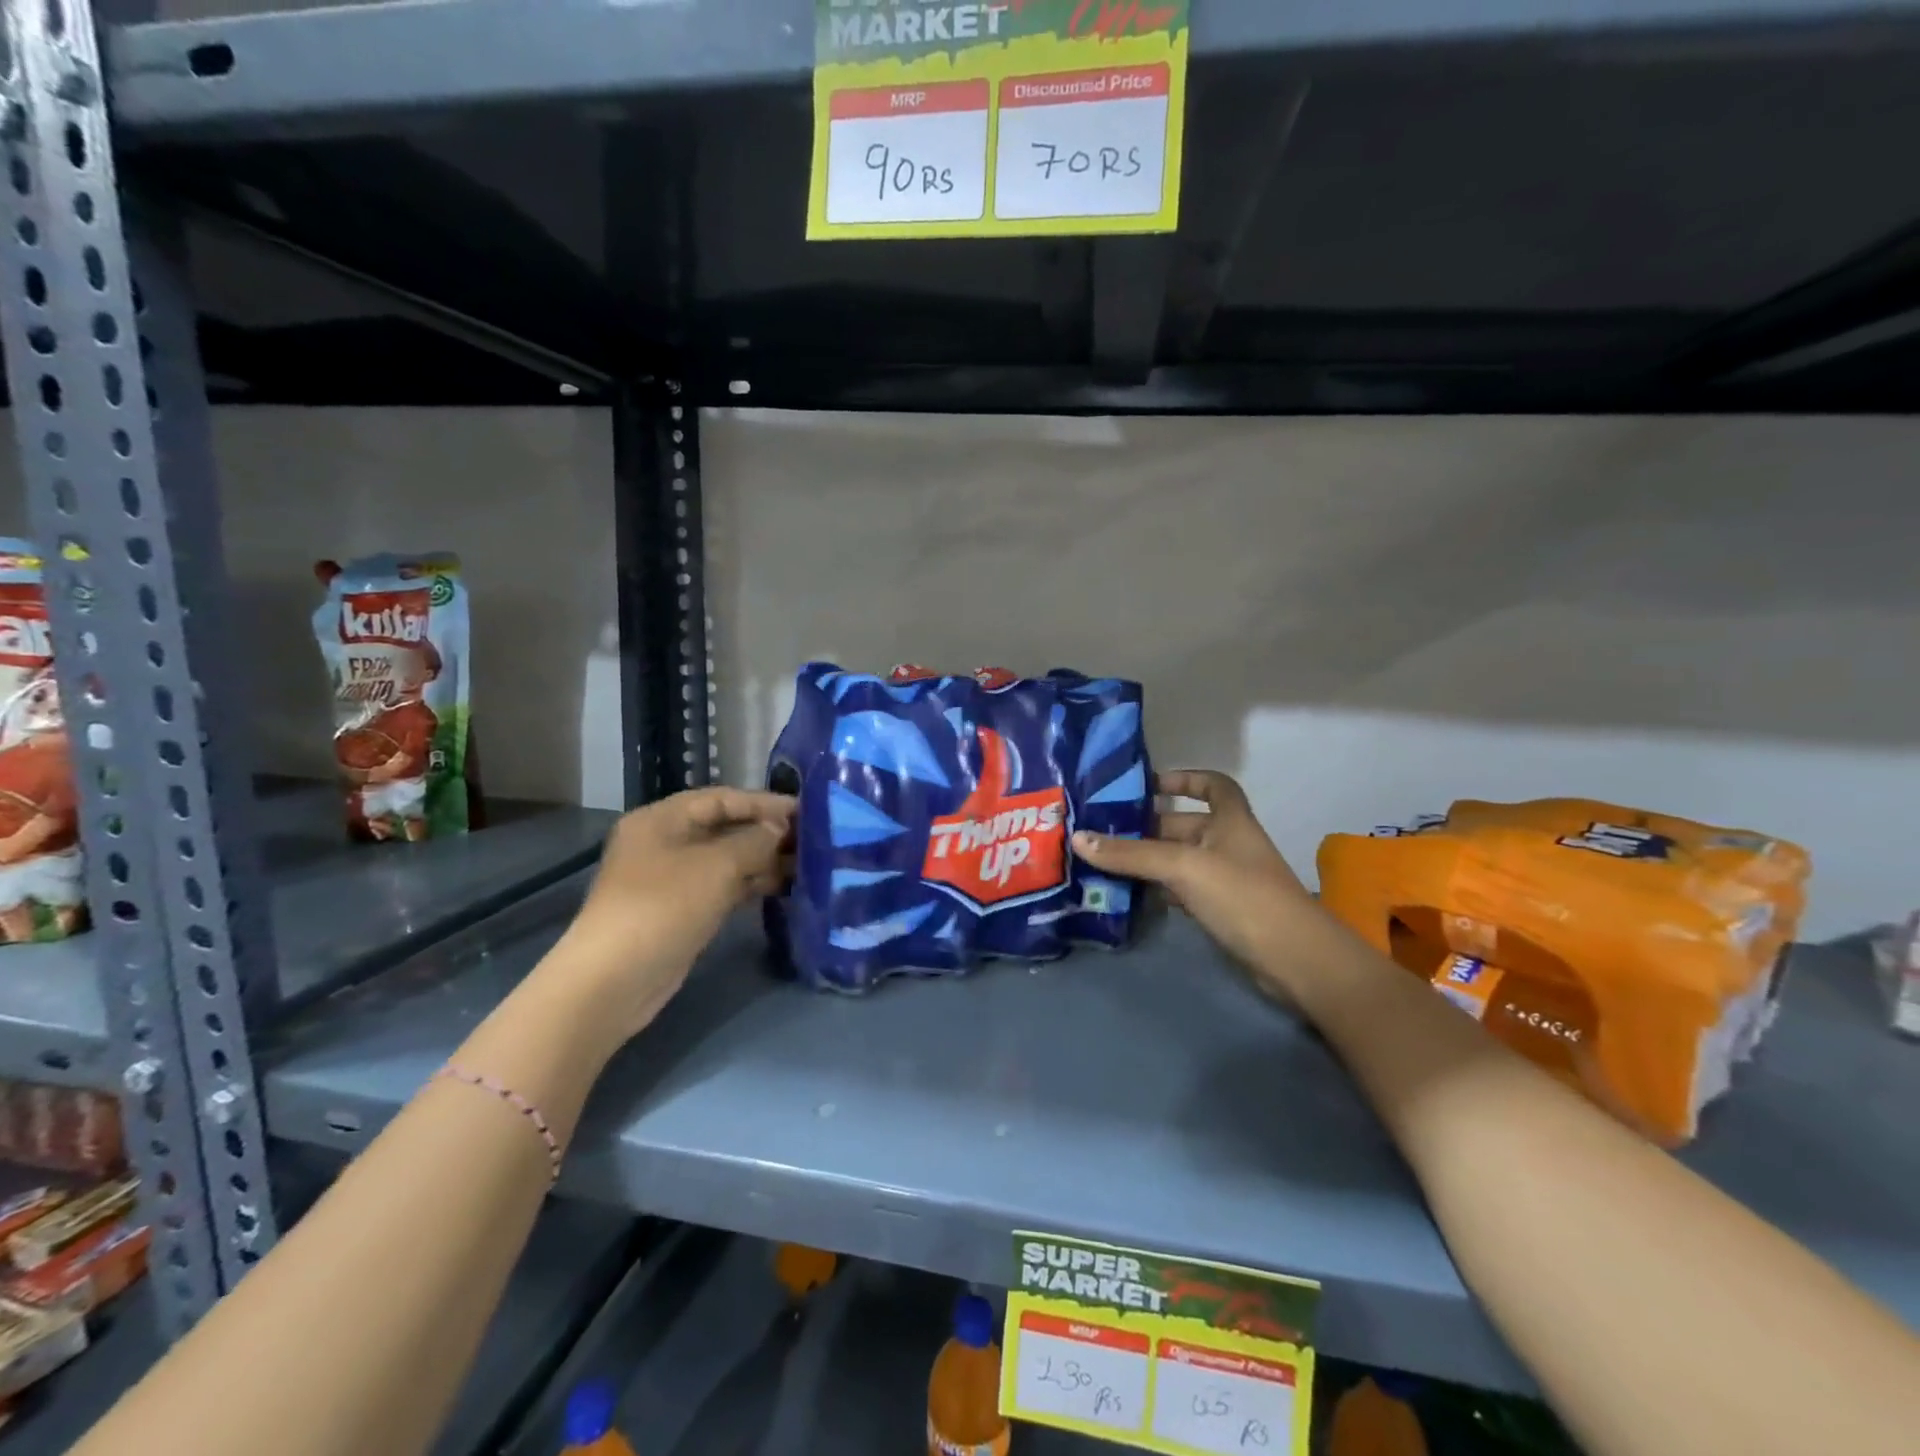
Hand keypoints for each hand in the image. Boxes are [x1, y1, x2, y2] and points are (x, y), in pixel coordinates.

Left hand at [549, 787, 794, 1038]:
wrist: (616, 980)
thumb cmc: (664, 906)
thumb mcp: (717, 866)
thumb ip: (755, 841)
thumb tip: (778, 829)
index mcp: (662, 819)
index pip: (722, 798)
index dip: (764, 802)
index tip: (805, 811)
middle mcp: (665, 843)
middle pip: (724, 828)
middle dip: (766, 832)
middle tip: (812, 839)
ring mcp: (672, 879)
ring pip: (726, 860)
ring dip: (763, 860)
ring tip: (806, 865)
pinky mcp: (681, 910)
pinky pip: (723, 887)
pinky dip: (750, 885)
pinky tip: (783, 888)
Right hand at [1072, 770, 1313, 975]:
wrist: (1294, 959)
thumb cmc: (1242, 896)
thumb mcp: (1182, 867)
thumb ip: (1130, 854)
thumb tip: (1078, 838)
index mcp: (1230, 820)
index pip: (1213, 785)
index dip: (1184, 779)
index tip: (1147, 785)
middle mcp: (1228, 843)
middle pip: (1182, 824)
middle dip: (1144, 827)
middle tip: (1099, 831)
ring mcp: (1225, 878)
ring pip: (1177, 860)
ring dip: (1145, 860)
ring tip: (1100, 861)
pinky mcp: (1220, 909)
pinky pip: (1181, 889)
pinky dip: (1157, 889)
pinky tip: (1127, 894)